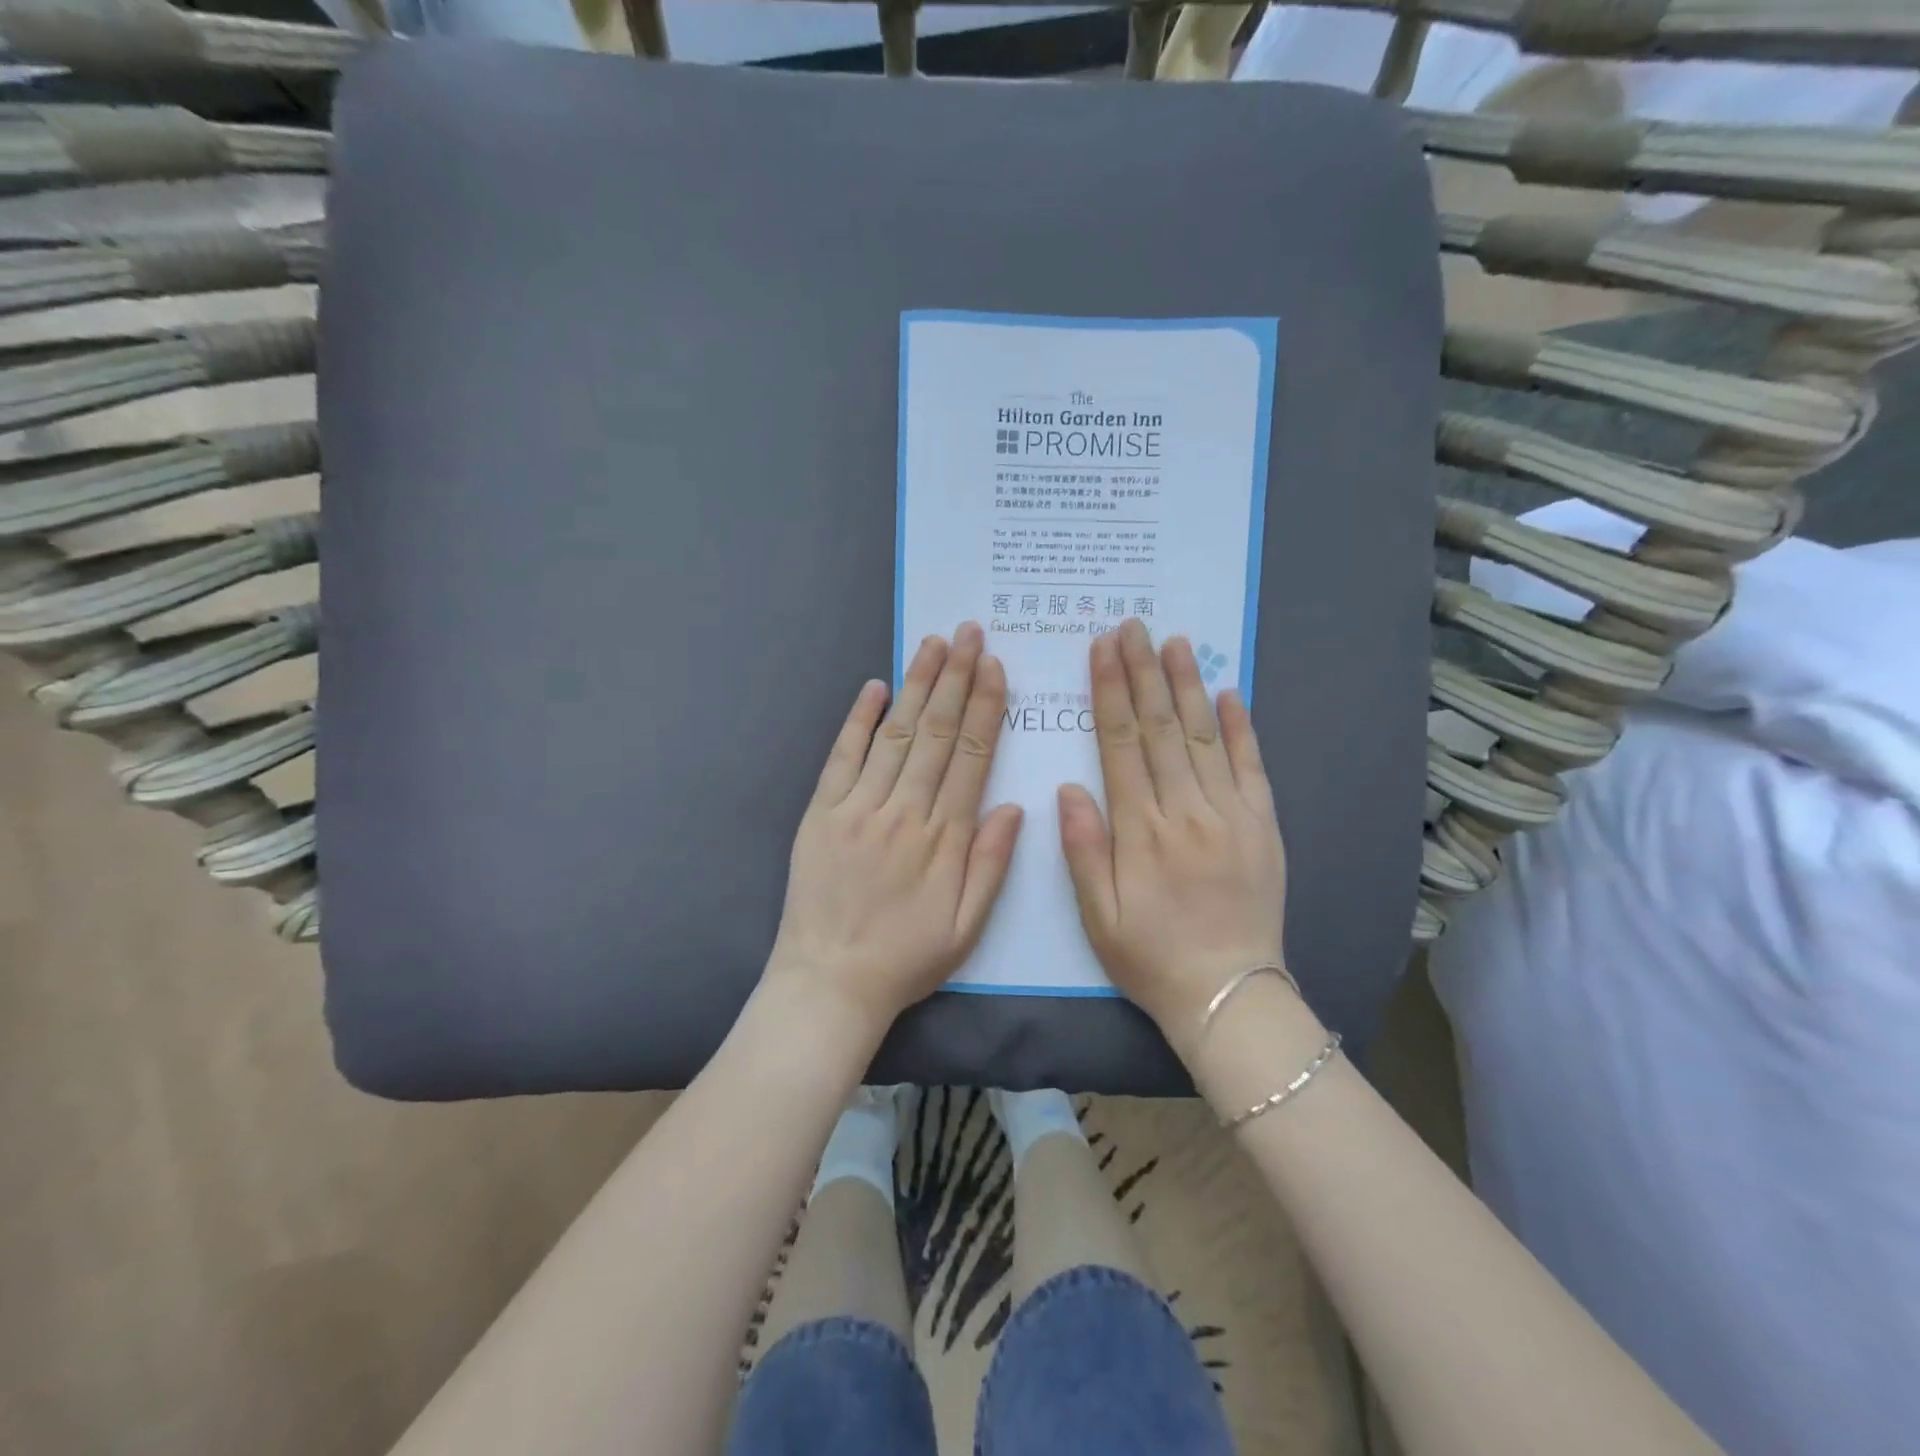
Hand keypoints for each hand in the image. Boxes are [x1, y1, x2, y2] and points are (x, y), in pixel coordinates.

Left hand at [768, 623, 1023, 1038]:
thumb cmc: (906, 957)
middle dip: (955, 678)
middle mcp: (904, 810)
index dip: (984, 708)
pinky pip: (842, 757)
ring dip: (916, 685)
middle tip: (969, 632)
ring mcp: (858, 807)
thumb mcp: (966, 926)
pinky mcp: (821, 812)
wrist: (830, 981)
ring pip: (895, 734)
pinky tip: (874, 686)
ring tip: (933, 644)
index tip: (994, 667)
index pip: (971, 756)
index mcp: (944, 837)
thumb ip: (991, 864)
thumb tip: (1014, 805)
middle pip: (936, 732)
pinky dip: (858, 719)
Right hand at [1058, 619, 1288, 1048]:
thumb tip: (1069, 787)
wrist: (1228, 994)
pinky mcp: (1263, 825)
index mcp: (1141, 830)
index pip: (1120, 744)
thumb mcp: (1097, 915)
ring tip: (1176, 641)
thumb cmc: (1150, 956)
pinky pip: (1252, 767)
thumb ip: (1082, 848)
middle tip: (1133, 626)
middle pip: (1160, 728)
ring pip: (1205, 736)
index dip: (1109, 692)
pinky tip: (1231, 692)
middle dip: (1143, 672)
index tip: (1102, 649)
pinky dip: (1242, 727)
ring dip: (1188, 685)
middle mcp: (1186, 811)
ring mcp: (1231, 815)